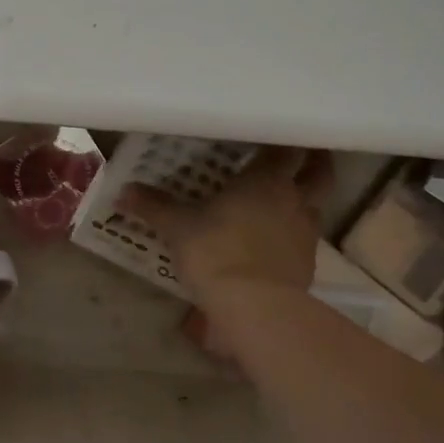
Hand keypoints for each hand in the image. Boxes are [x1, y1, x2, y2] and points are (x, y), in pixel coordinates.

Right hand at [122, 147, 334, 305]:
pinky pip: (306, 238)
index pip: (286, 148)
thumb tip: (123, 192)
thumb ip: (153, 206)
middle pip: (320, 172)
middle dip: (315, 162)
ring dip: (306, 198)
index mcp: (267, 179)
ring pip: (316, 204)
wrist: (254, 307)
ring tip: (285, 199)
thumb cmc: (215, 251)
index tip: (275, 135)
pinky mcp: (308, 263)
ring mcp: (306, 232)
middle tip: (302, 156)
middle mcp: (294, 199)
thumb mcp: (177, 227)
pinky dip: (295, 233)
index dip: (284, 141)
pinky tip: (276, 239)